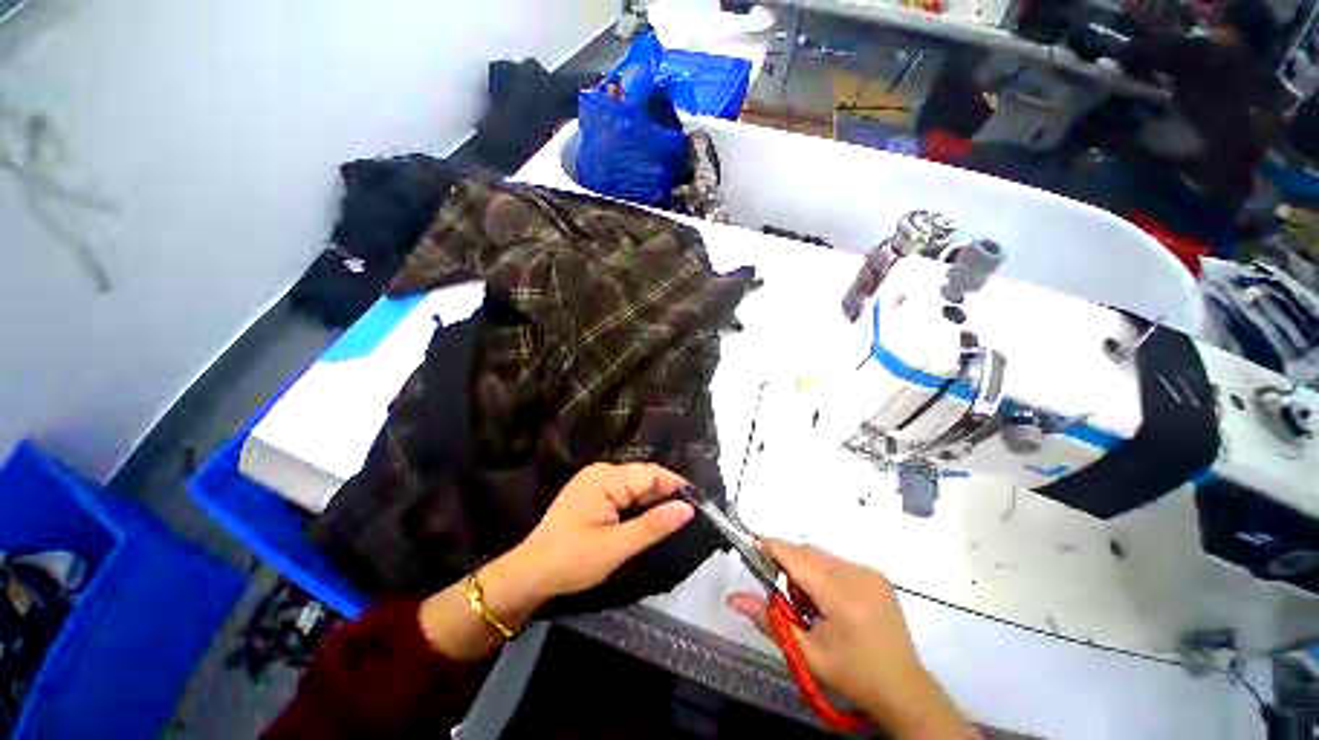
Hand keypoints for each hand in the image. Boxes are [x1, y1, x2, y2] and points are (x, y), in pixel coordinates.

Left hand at [511, 462, 693, 598]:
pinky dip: (638, 504)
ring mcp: (594, 481)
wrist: (530, 574)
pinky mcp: (591, 493)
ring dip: (652, 499)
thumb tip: (688, 508)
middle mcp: (600, 472)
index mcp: (605, 478)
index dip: (675, 485)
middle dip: (665, 493)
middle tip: (689, 513)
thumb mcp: (617, 546)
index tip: (698, 502)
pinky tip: (648, 516)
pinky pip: (622, 492)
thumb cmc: (572, 560)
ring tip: (674, 516)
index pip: (650, 474)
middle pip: (642, 477)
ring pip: (634, 485)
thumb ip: (654, 525)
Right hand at [727, 540, 972, 738]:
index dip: (771, 546)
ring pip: (820, 555)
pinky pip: (836, 562)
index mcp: (841, 597)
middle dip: (788, 564)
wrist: (903, 689)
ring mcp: (870, 572)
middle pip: (807, 552)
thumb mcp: (806, 653)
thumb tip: (732, 598)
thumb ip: (768, 619)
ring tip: (809, 605)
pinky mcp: (876, 575)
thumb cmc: (852, 676)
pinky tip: (829, 602)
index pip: (796, 557)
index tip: (749, 543)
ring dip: (805, 569)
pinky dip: (822, 573)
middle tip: (783, 595)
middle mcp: (857, 575)